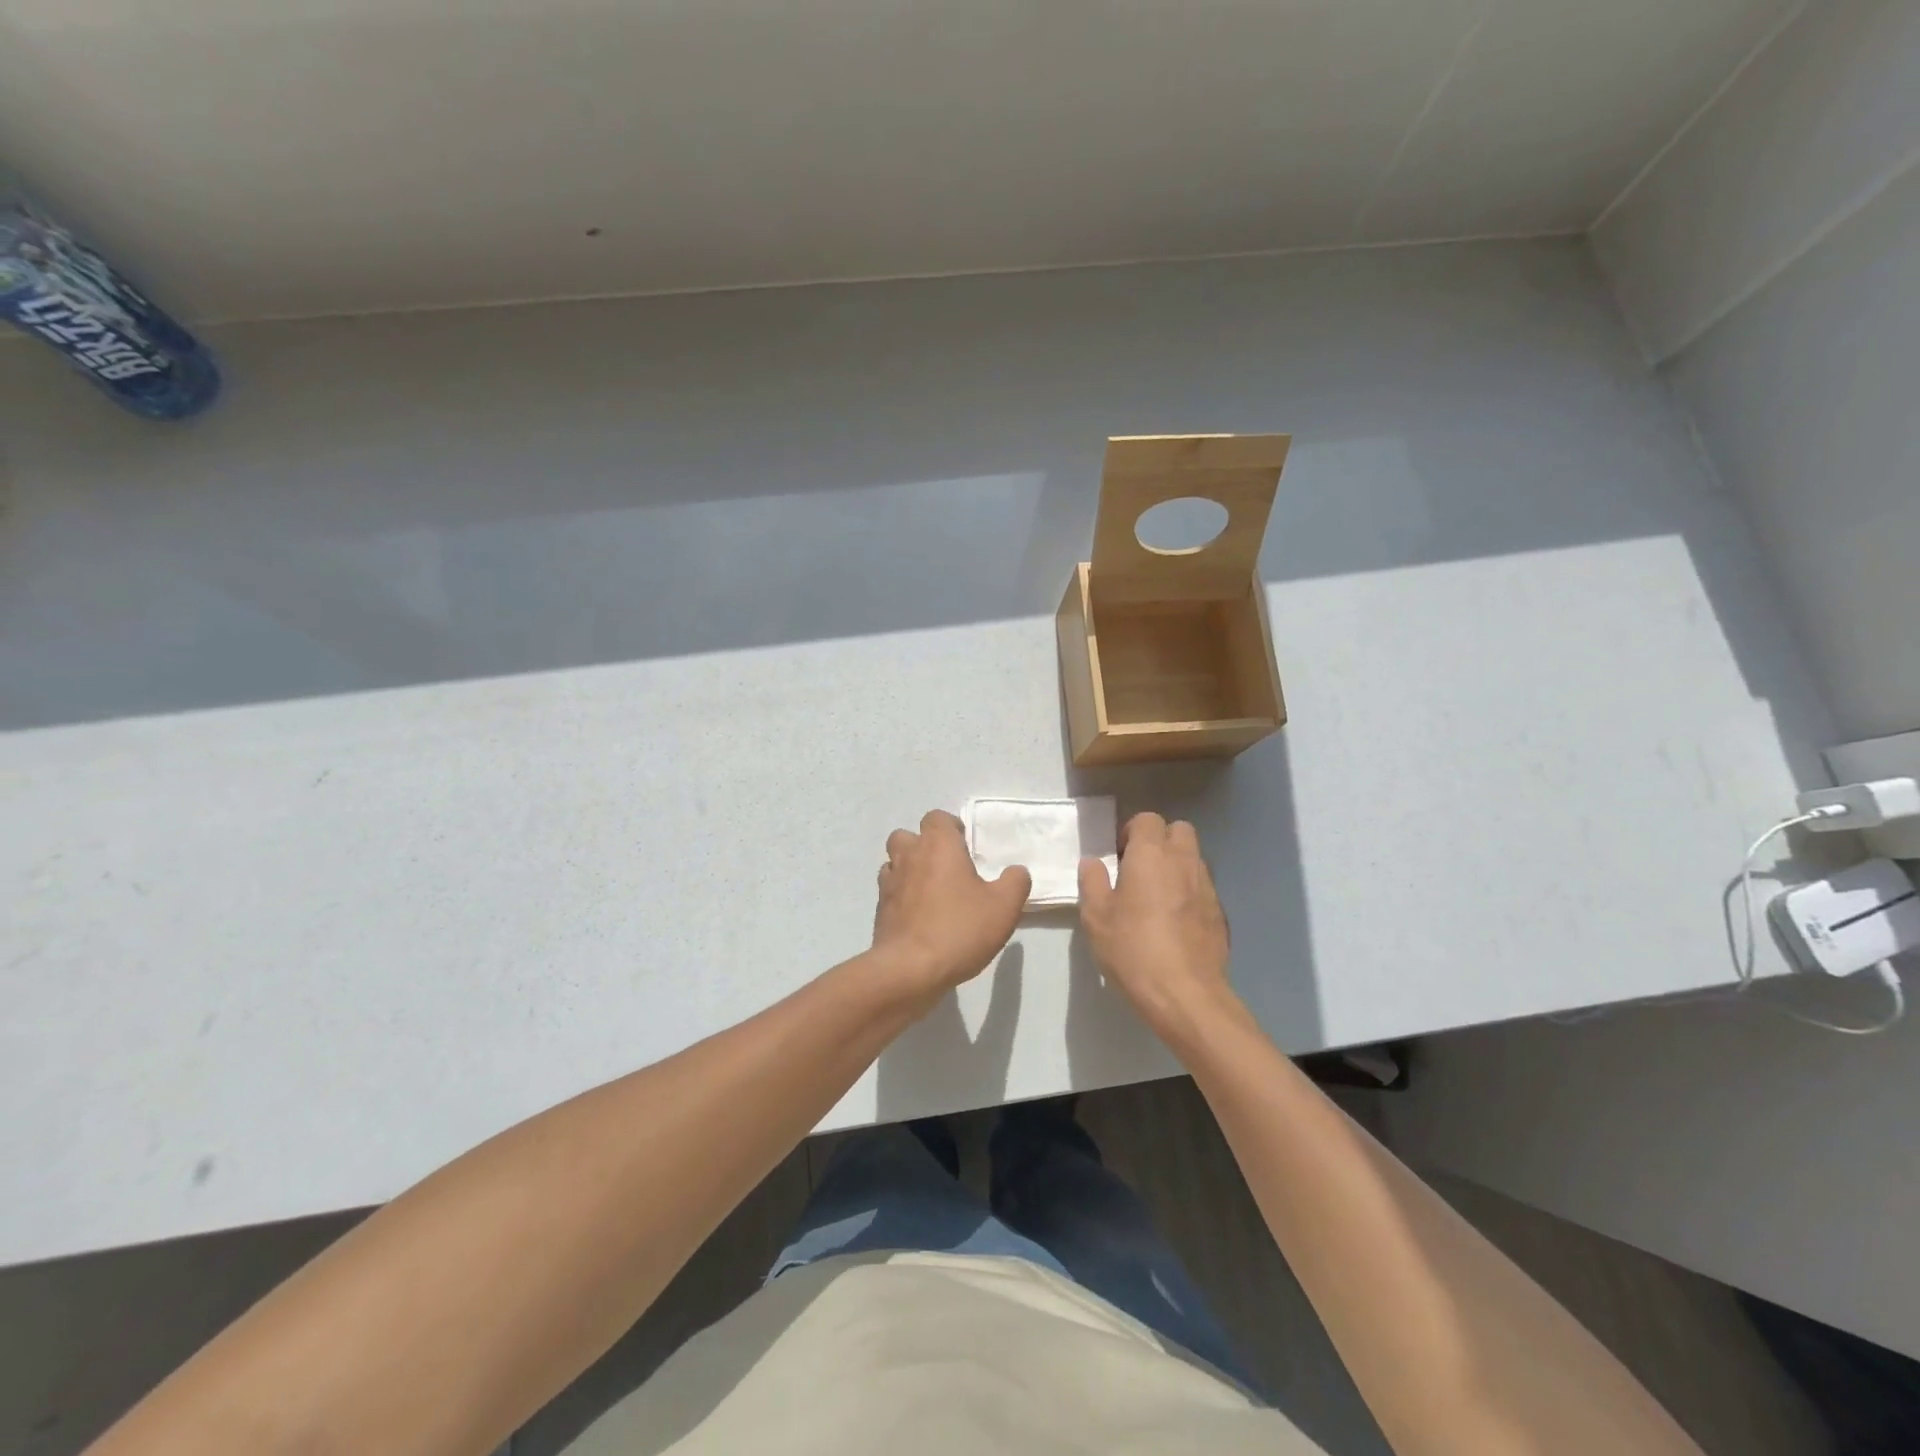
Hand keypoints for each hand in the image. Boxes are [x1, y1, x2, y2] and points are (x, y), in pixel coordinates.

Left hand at [872, 810, 1030, 1009]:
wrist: (910, 970)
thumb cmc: (959, 929)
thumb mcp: (1004, 907)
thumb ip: (1015, 882)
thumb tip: (1016, 871)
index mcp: (937, 845)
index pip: (936, 818)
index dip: (950, 828)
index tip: (965, 846)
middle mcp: (909, 856)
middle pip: (908, 836)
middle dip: (924, 846)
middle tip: (947, 867)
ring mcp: (889, 883)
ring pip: (894, 863)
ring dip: (910, 870)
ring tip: (932, 891)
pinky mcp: (880, 910)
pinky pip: (890, 892)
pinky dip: (902, 896)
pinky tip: (920, 916)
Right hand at [1078, 812, 1246, 1049]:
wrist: (1186, 995)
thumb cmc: (1133, 949)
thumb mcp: (1096, 916)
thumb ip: (1093, 882)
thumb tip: (1093, 862)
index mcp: (1152, 854)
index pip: (1148, 819)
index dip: (1132, 832)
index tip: (1119, 856)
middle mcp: (1184, 861)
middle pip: (1179, 830)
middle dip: (1160, 840)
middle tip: (1139, 868)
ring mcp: (1207, 886)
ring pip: (1194, 858)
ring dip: (1176, 865)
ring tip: (1156, 896)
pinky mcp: (1220, 913)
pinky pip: (1203, 887)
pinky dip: (1189, 892)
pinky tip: (1174, 922)